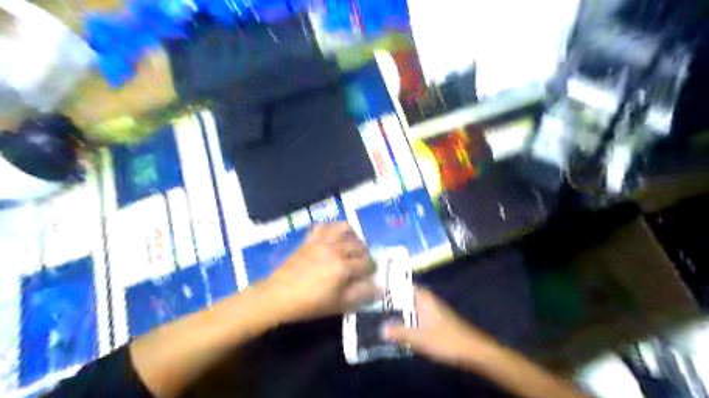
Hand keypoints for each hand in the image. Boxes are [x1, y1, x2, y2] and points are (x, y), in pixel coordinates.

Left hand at [261, 222, 381, 320]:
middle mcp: (335, 249)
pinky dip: (333, 228)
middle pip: (359, 246)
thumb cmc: (310, 304)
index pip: (366, 263)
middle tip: (363, 265)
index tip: (370, 276)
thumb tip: (379, 287)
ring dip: (354, 237)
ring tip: (353, 247)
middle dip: (365, 255)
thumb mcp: (339, 304)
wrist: (279, 296)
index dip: (371, 270)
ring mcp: (321, 241)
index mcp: (343, 267)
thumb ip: (361, 295)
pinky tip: (335, 237)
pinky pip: (325, 226)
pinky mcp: (310, 239)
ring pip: (345, 229)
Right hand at [382, 288, 496, 368]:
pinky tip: (402, 325)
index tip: (378, 282)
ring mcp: (434, 309)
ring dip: (401, 307)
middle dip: (394, 296)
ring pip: (412, 304)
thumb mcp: (418, 337)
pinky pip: (418, 313)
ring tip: (384, 310)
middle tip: (376, 298)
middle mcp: (428, 300)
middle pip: (408, 293)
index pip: (405, 283)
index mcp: (424, 298)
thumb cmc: (444, 340)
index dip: (393, 282)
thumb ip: (399, 332)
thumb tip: (381, 329)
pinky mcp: (437, 319)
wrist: (472, 350)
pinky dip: (408, 316)